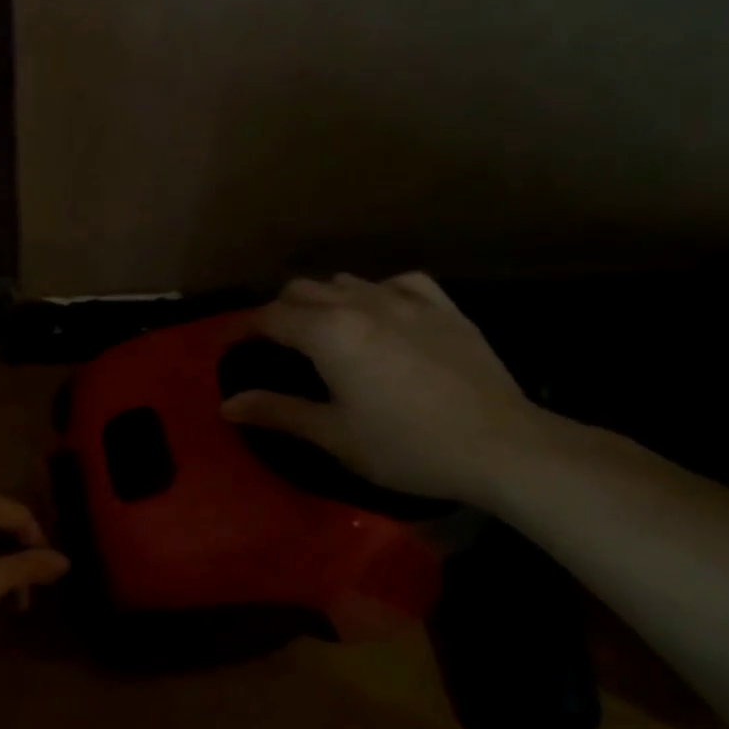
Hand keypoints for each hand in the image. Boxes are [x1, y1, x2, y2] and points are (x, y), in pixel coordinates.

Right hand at [221, 273, 552, 504]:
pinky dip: (373, 293)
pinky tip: (378, 312)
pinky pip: (397, 283)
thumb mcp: (333, 434)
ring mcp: (407, 301)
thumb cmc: (405, 445)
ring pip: (346, 282)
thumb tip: (228, 405)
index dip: (241, 329)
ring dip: (322, 300)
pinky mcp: (443, 307)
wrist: (501, 446)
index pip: (270, 317)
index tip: (227, 346)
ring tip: (319, 330)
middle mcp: (361, 304)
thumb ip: (277, 412)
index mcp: (329, 333)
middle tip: (271, 344)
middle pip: (302, 290)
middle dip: (278, 312)